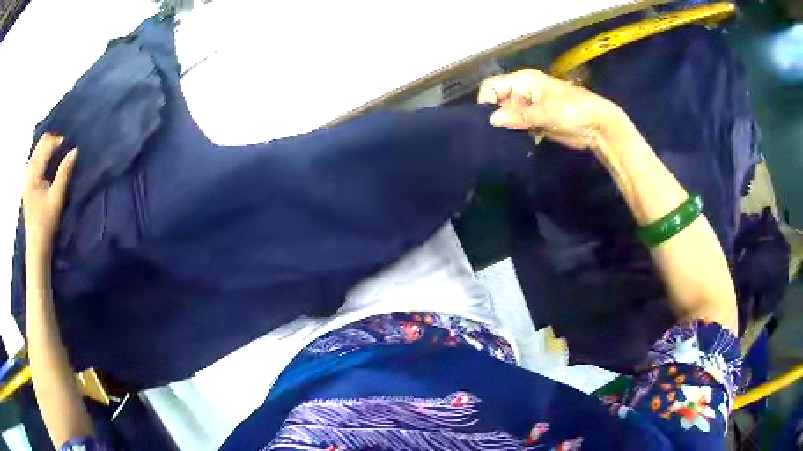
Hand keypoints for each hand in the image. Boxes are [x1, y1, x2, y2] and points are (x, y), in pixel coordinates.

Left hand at [22, 134, 77, 257]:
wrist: (36, 246)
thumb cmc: (47, 223)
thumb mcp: (57, 197)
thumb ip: (65, 172)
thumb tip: (75, 150)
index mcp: (34, 172)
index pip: (46, 144)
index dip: (59, 141)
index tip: (71, 145)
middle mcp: (28, 171)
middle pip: (40, 144)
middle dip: (53, 142)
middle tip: (66, 148)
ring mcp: (26, 177)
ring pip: (37, 151)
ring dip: (48, 149)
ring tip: (59, 155)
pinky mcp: (27, 184)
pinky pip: (35, 160)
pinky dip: (43, 157)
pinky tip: (49, 165)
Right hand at [477, 69, 624, 150]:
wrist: (599, 127)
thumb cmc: (575, 110)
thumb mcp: (547, 111)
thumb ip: (520, 116)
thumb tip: (492, 119)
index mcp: (524, 81)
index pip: (493, 86)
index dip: (486, 100)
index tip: (487, 120)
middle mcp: (523, 93)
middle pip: (498, 101)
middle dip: (495, 116)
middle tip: (495, 135)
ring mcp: (529, 109)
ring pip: (507, 117)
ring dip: (505, 128)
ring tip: (503, 141)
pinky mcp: (536, 124)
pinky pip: (518, 128)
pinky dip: (516, 135)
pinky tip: (514, 144)